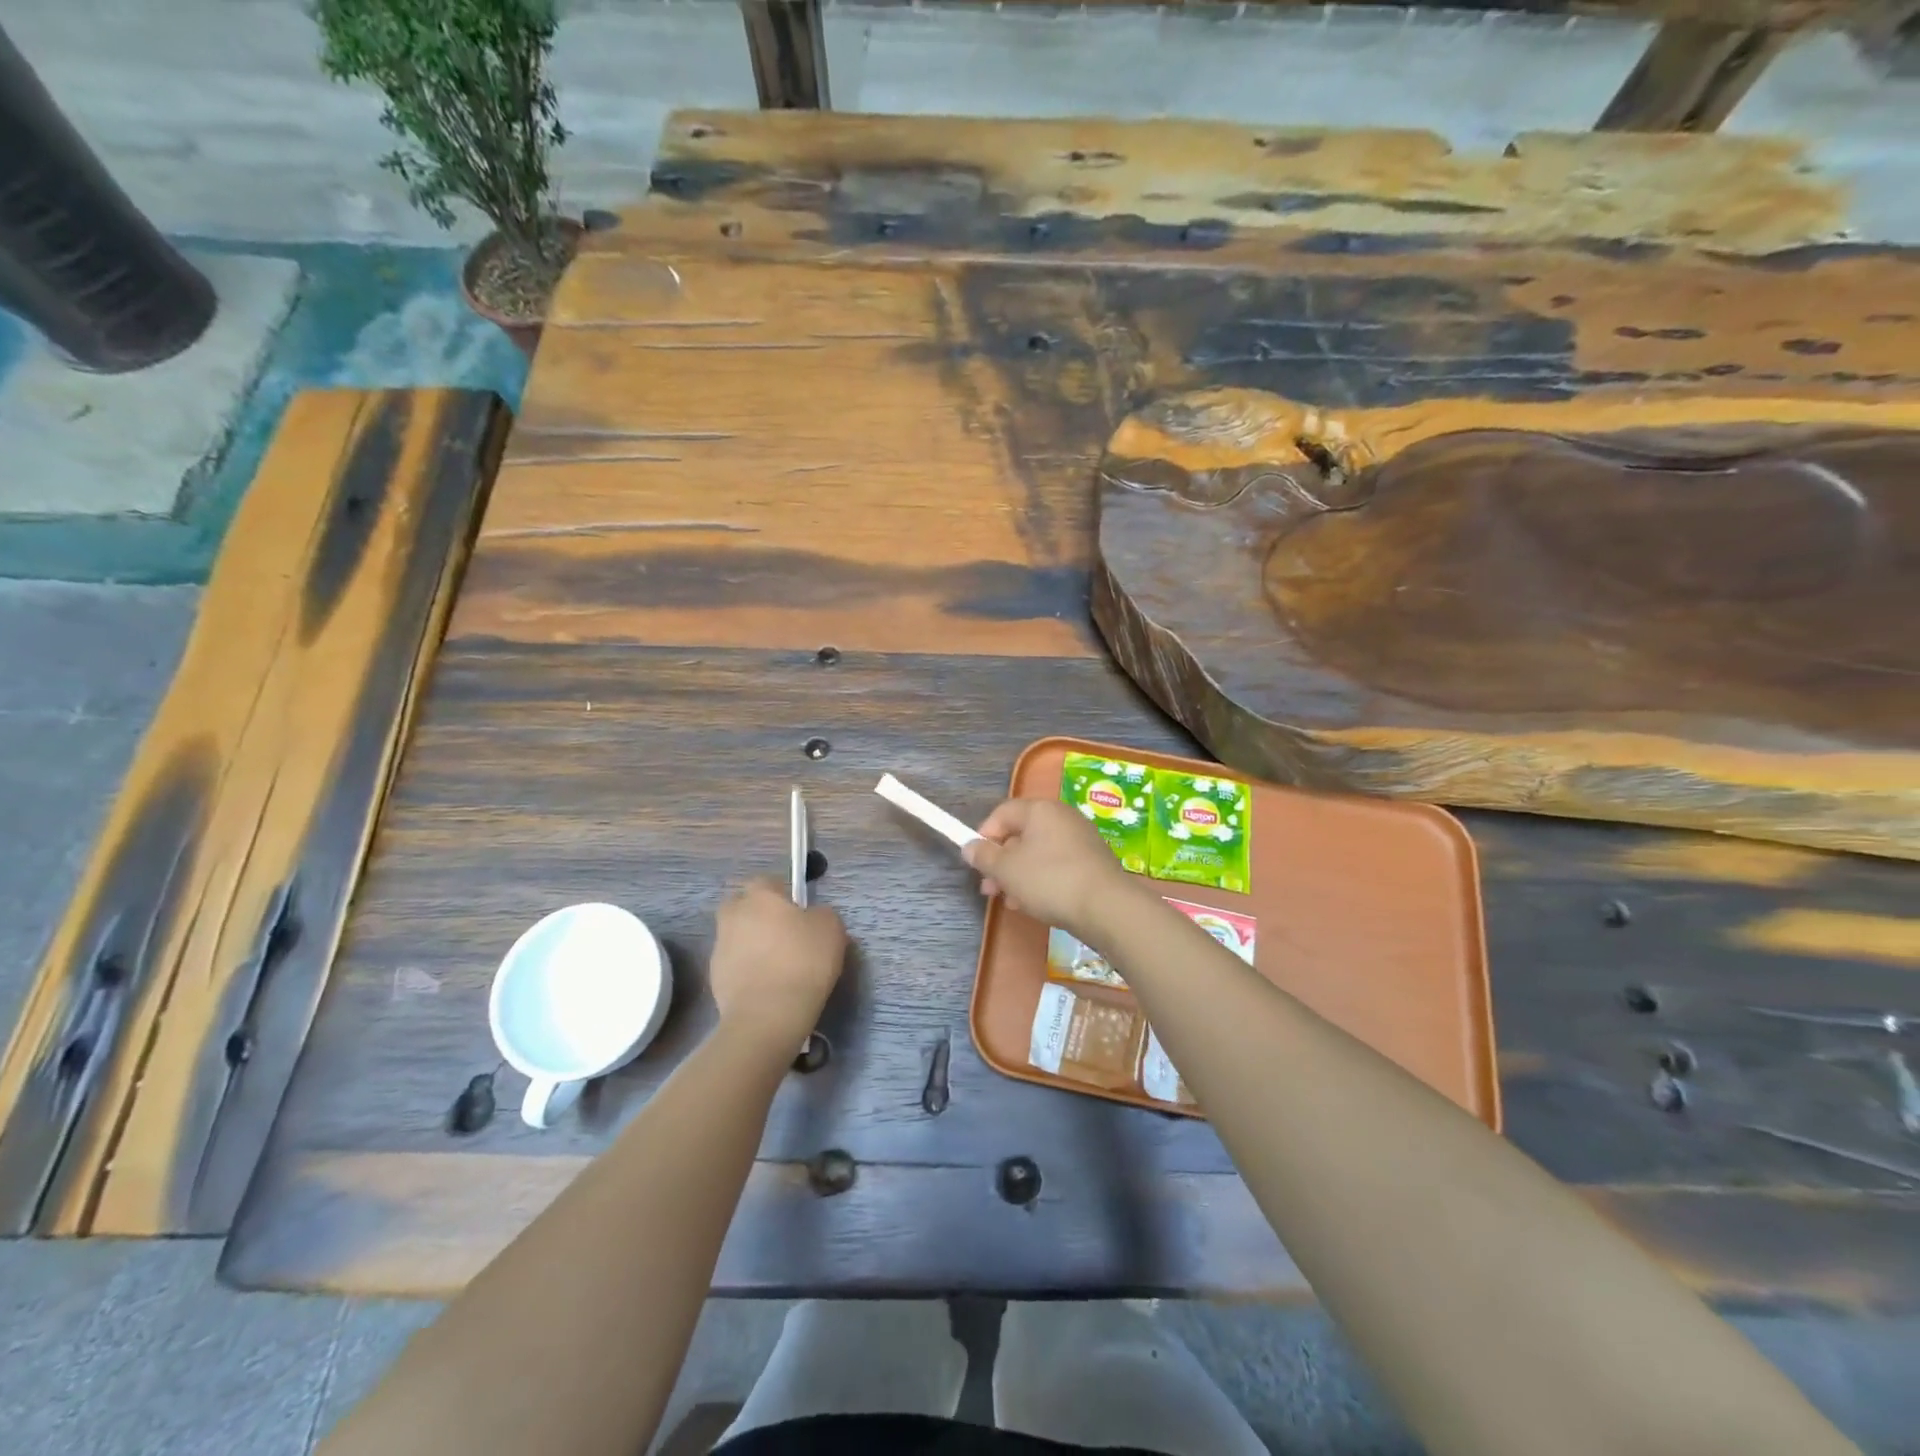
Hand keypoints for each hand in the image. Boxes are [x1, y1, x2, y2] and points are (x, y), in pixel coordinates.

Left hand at [710, 880, 846, 1047]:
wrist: (768, 1015)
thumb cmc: (803, 961)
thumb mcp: (831, 928)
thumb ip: (820, 914)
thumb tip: (811, 917)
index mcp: (759, 896)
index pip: (767, 881)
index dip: (783, 894)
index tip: (799, 912)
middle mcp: (733, 915)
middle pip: (743, 906)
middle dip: (759, 915)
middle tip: (784, 934)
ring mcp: (720, 947)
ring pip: (737, 936)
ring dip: (752, 944)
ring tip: (777, 966)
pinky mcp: (714, 978)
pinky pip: (735, 964)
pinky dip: (747, 970)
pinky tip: (767, 986)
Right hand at [964, 798, 1131, 938]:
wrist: (1106, 907)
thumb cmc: (1049, 880)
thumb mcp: (1006, 869)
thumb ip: (983, 856)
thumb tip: (970, 846)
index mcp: (1039, 809)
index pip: (1002, 813)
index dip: (983, 836)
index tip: (976, 862)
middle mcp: (1062, 817)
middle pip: (1020, 834)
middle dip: (1000, 862)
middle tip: (990, 888)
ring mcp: (1080, 838)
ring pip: (1038, 852)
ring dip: (1019, 875)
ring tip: (1010, 901)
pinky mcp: (1092, 861)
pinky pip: (1057, 865)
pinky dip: (1041, 880)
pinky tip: (1035, 904)